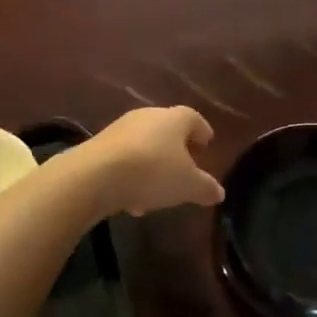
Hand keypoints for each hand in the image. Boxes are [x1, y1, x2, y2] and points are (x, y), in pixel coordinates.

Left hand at [74, 106, 222, 217]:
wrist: (97, 174)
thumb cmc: (153, 171)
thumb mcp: (188, 185)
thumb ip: (206, 188)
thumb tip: (219, 192)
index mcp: (175, 118)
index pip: (194, 119)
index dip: (202, 132)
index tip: (207, 145)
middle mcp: (148, 116)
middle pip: (167, 130)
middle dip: (176, 151)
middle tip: (184, 170)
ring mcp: (122, 128)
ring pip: (145, 146)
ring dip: (153, 166)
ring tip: (157, 195)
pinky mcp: (100, 144)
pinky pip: (125, 158)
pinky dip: (132, 174)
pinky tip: (132, 200)